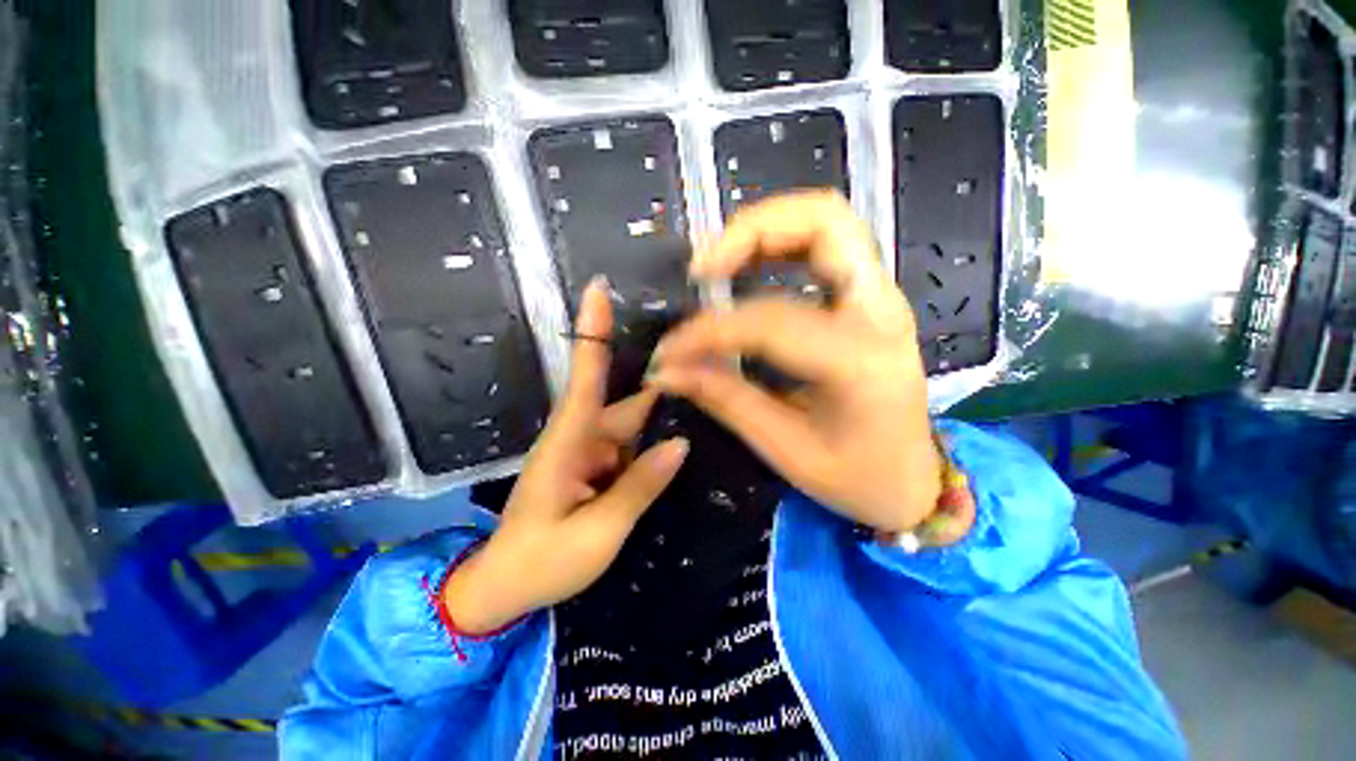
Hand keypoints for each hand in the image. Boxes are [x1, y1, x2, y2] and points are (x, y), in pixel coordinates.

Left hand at [443, 278, 689, 634]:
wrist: (506, 589)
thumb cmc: (541, 562)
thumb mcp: (597, 533)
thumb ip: (639, 487)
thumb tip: (681, 444)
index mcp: (568, 443)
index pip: (585, 376)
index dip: (593, 332)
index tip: (599, 289)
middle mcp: (580, 437)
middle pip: (626, 402)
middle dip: (661, 385)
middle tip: (706, 365)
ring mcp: (589, 452)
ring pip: (633, 425)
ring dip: (662, 417)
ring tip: (704, 400)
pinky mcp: (596, 467)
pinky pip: (631, 446)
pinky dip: (653, 442)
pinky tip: (681, 438)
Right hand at [649, 191, 959, 536]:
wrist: (913, 481)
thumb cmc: (857, 479)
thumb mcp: (785, 449)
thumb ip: (725, 398)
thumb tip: (668, 370)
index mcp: (860, 362)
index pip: (769, 322)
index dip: (709, 331)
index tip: (671, 352)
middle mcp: (880, 313)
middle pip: (824, 222)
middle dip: (750, 231)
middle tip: (701, 268)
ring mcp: (880, 299)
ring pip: (827, 221)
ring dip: (764, 230)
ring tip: (716, 265)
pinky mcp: (869, 300)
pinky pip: (826, 247)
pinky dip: (779, 244)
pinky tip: (746, 270)